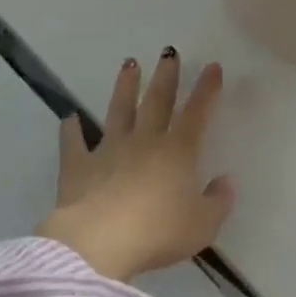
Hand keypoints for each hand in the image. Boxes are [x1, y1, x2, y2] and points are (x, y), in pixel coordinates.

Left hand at [39, 50, 235, 282]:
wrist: (98, 244)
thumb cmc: (158, 234)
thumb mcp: (203, 225)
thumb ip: (219, 201)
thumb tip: (225, 181)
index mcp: (178, 152)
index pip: (197, 112)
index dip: (207, 89)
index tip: (212, 66)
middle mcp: (144, 142)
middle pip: (157, 101)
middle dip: (166, 76)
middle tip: (168, 52)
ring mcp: (108, 151)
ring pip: (119, 111)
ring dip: (125, 87)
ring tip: (129, 64)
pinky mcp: (78, 168)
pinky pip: (73, 144)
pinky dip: (71, 130)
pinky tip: (69, 118)